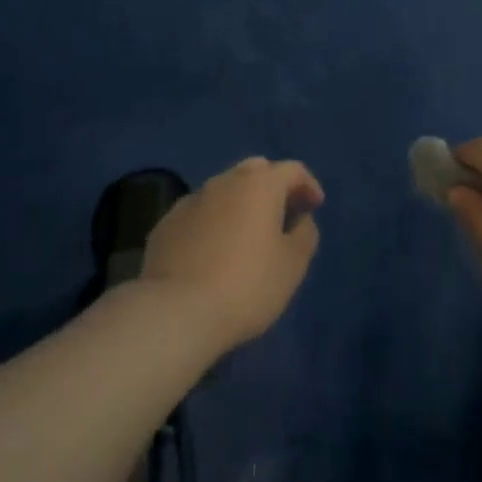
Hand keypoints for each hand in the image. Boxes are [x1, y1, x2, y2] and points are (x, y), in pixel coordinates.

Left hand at [141, 157, 323, 354]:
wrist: (175, 312)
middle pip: (255, 171)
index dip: (308, 185)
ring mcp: (192, 200)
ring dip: (240, 203)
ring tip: (247, 234)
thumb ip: (304, 235)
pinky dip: (213, 221)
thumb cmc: (246, 286)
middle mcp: (225, 181)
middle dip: (272, 186)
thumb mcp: (292, 266)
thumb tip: (301, 220)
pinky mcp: (167, 223)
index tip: (314, 206)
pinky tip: (213, 250)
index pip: (292, 170)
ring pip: (224, 190)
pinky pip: (199, 213)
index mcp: (260, 184)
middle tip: (282, 213)